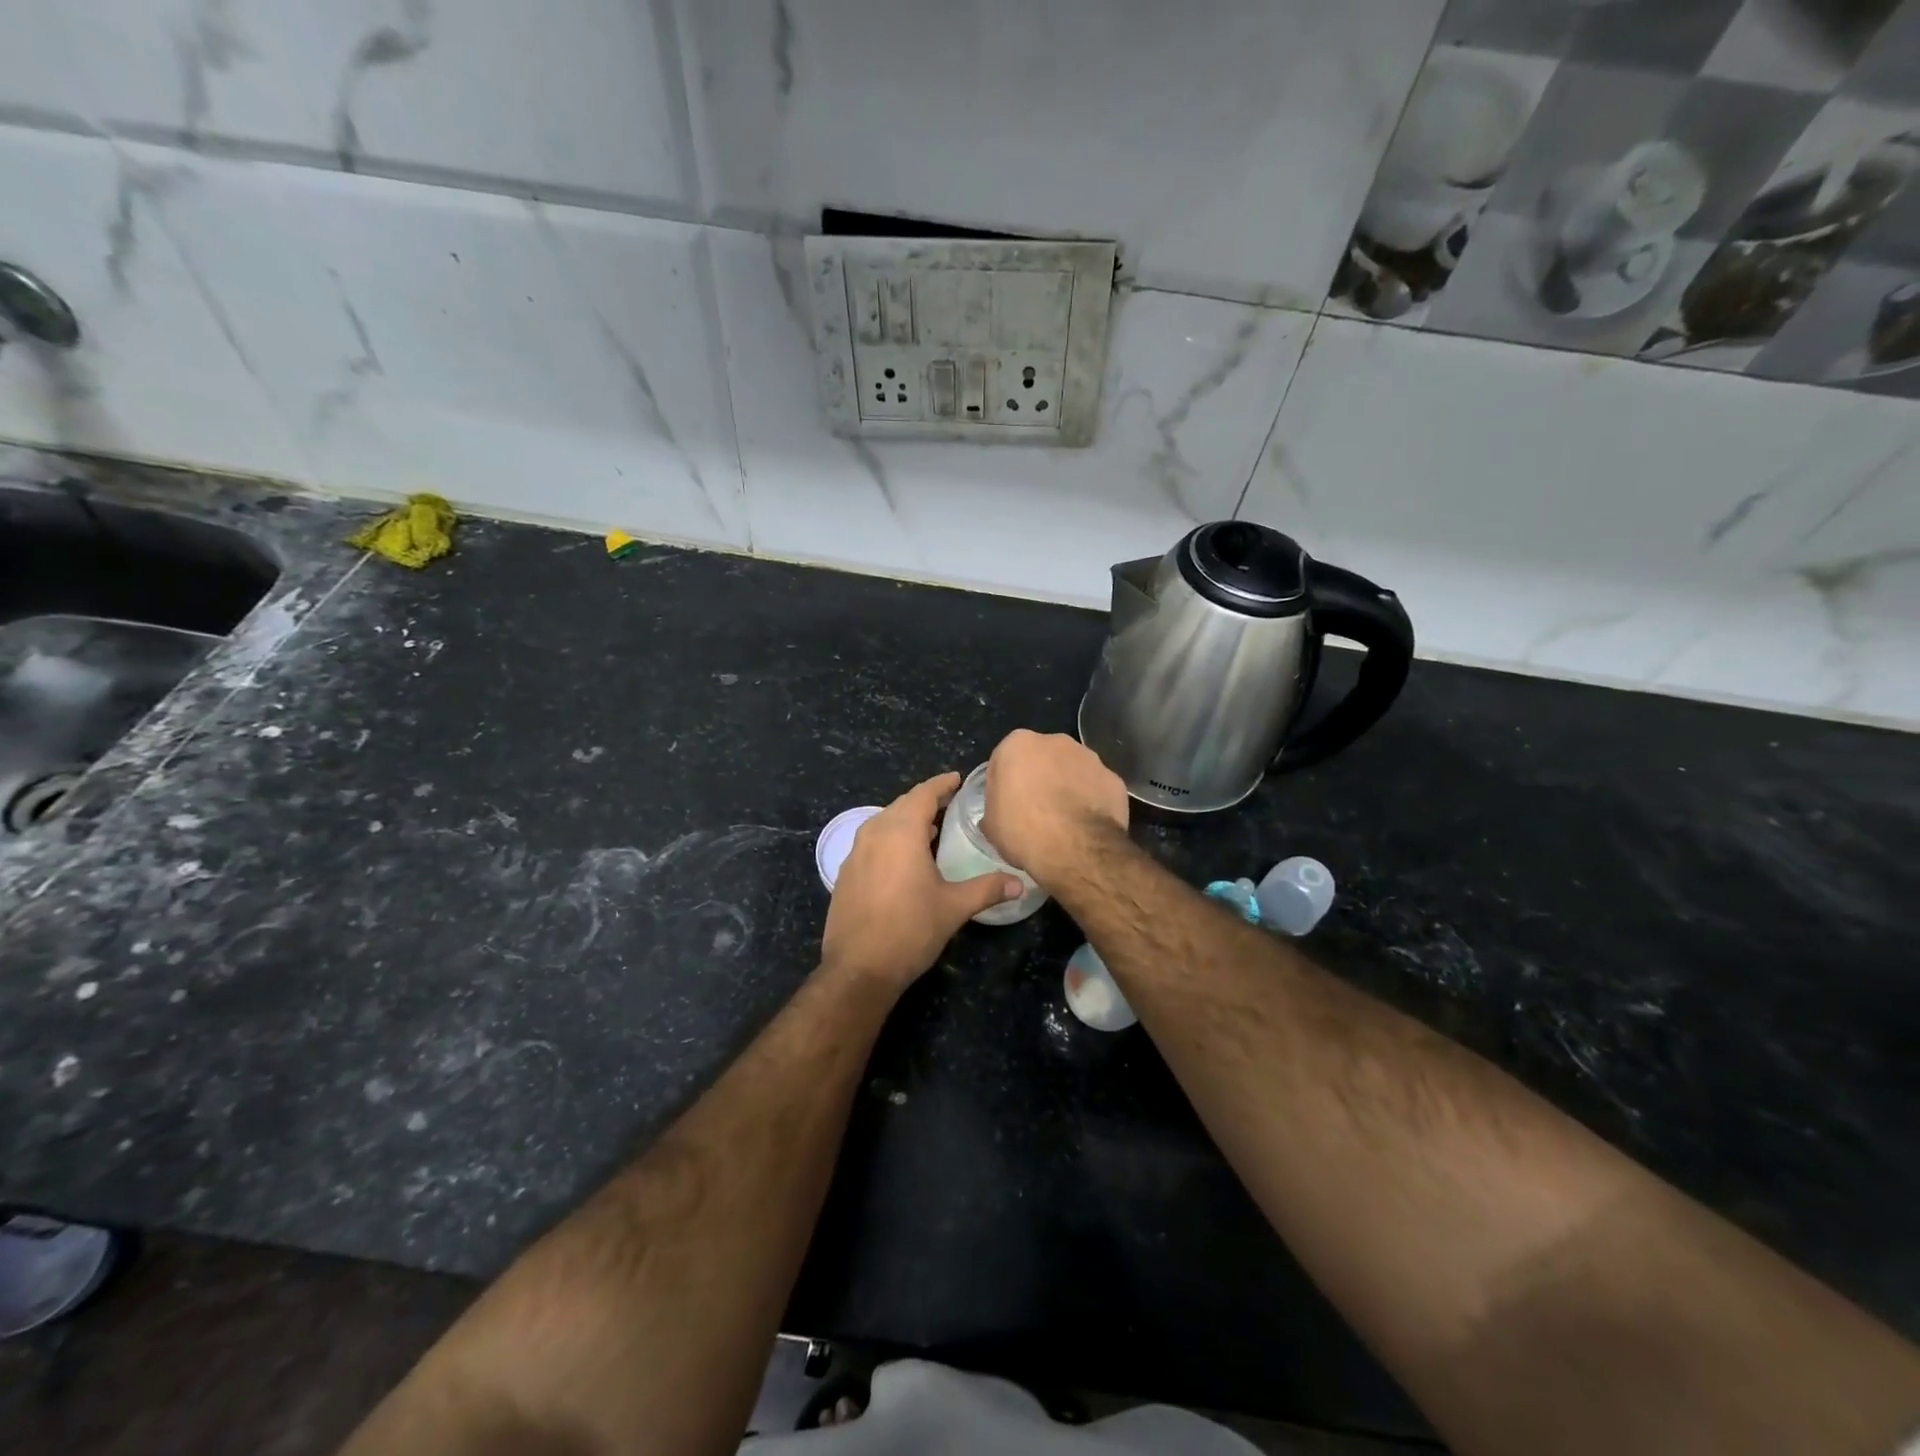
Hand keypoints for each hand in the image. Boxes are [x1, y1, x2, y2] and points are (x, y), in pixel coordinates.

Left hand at [821, 772, 1023, 989]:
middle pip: (902, 805)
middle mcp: (874, 833)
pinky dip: (891, 838)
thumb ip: (987, 889)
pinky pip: (872, 841)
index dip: (941, 784)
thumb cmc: (910, 930)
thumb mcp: (954, 907)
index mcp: (901, 832)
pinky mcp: (847, 872)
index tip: (957, 779)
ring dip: (907, 820)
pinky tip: (904, 857)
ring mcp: (855, 853)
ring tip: (932, 828)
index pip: (923, 794)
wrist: (858, 968)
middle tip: (950, 803)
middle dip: (925, 801)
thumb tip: (1020, 883)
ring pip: (884, 822)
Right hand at [982, 730, 1128, 888]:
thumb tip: (1001, 813)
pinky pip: (1096, 788)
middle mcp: (1055, 741)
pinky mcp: (1114, 778)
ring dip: (1067, 787)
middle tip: (1035, 812)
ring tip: (1064, 821)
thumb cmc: (1023, 831)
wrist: (1076, 849)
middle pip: (1042, 759)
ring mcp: (1089, 757)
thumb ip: (995, 808)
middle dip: (1039, 778)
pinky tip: (1086, 826)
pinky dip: (1092, 801)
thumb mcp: (991, 825)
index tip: (1007, 807)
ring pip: (1072, 770)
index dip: (1004, 784)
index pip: (1004, 760)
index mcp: (1018, 744)